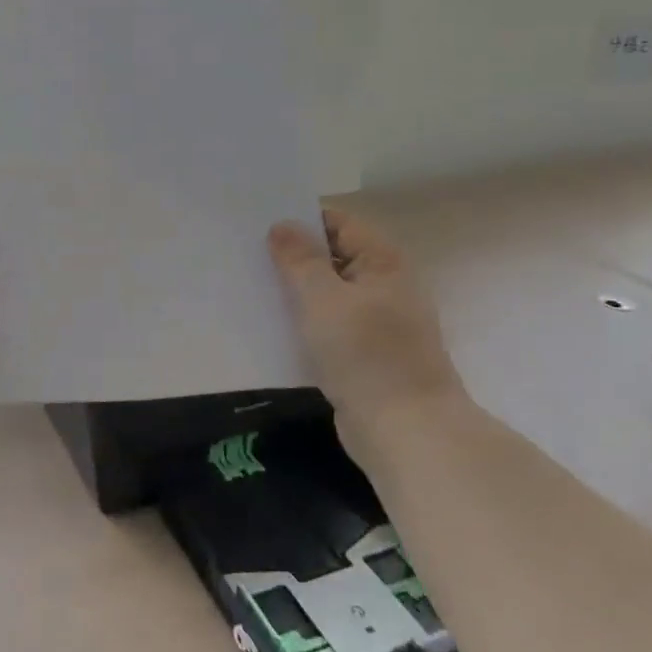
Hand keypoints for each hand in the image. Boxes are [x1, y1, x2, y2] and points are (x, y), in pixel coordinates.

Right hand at [267, 210, 463, 416]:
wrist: (406, 432)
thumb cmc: (366, 354)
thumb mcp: (323, 298)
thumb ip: (300, 259)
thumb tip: (283, 225)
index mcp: (382, 262)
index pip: (338, 223)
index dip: (300, 219)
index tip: (258, 223)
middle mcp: (384, 285)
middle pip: (332, 257)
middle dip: (292, 256)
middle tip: (245, 254)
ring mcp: (377, 323)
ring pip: (328, 295)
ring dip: (295, 292)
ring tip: (250, 286)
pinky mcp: (366, 356)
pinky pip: (329, 327)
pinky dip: (305, 323)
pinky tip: (272, 327)